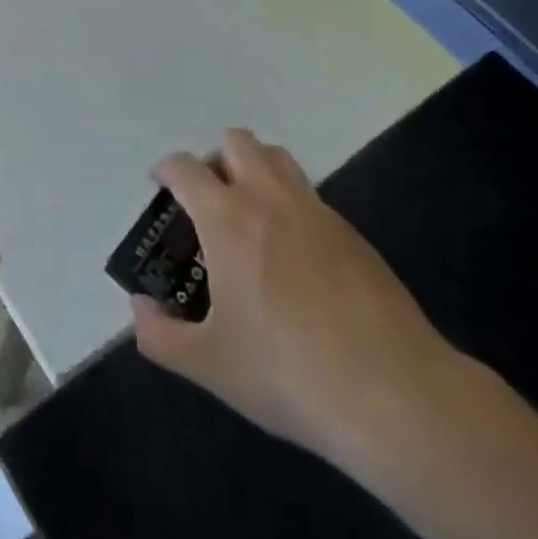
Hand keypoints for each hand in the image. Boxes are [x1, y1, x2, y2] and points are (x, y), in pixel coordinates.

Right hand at [131, 129, 462, 461]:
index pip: (185, 167)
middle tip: (207, 201)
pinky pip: (310, 195)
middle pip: (237, 142)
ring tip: (248, 217)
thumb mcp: (209, 365)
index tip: (159, 187)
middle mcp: (270, 199)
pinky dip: (290, 204)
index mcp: (227, 218)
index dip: (166, 170)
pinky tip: (294, 256)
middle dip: (214, 159)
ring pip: (278, 158)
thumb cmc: (288, 373)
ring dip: (254, 169)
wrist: (396, 396)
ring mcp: (317, 211)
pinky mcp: (353, 234)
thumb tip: (141, 308)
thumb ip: (159, 335)